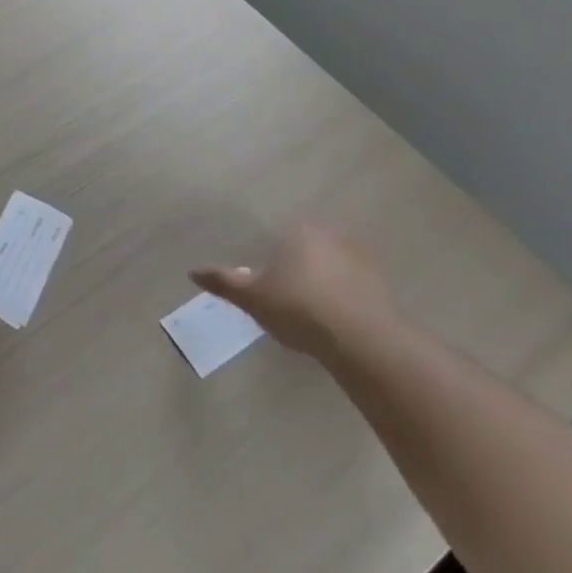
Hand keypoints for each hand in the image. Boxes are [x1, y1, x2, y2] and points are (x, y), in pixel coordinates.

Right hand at [190, 222, 396, 355]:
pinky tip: (331, 317)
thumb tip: (193, 271)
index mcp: (298, 231)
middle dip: (292, 265)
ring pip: (328, 264)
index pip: (276, 234)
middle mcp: (329, 234)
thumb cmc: (299, 309)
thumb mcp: (253, 298)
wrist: (363, 341)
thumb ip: (224, 282)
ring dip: (318, 279)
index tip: (262, 278)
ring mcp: (358, 257)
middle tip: (280, 294)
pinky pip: (349, 283)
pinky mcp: (378, 282)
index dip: (267, 255)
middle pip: (302, 247)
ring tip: (305, 309)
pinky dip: (339, 294)